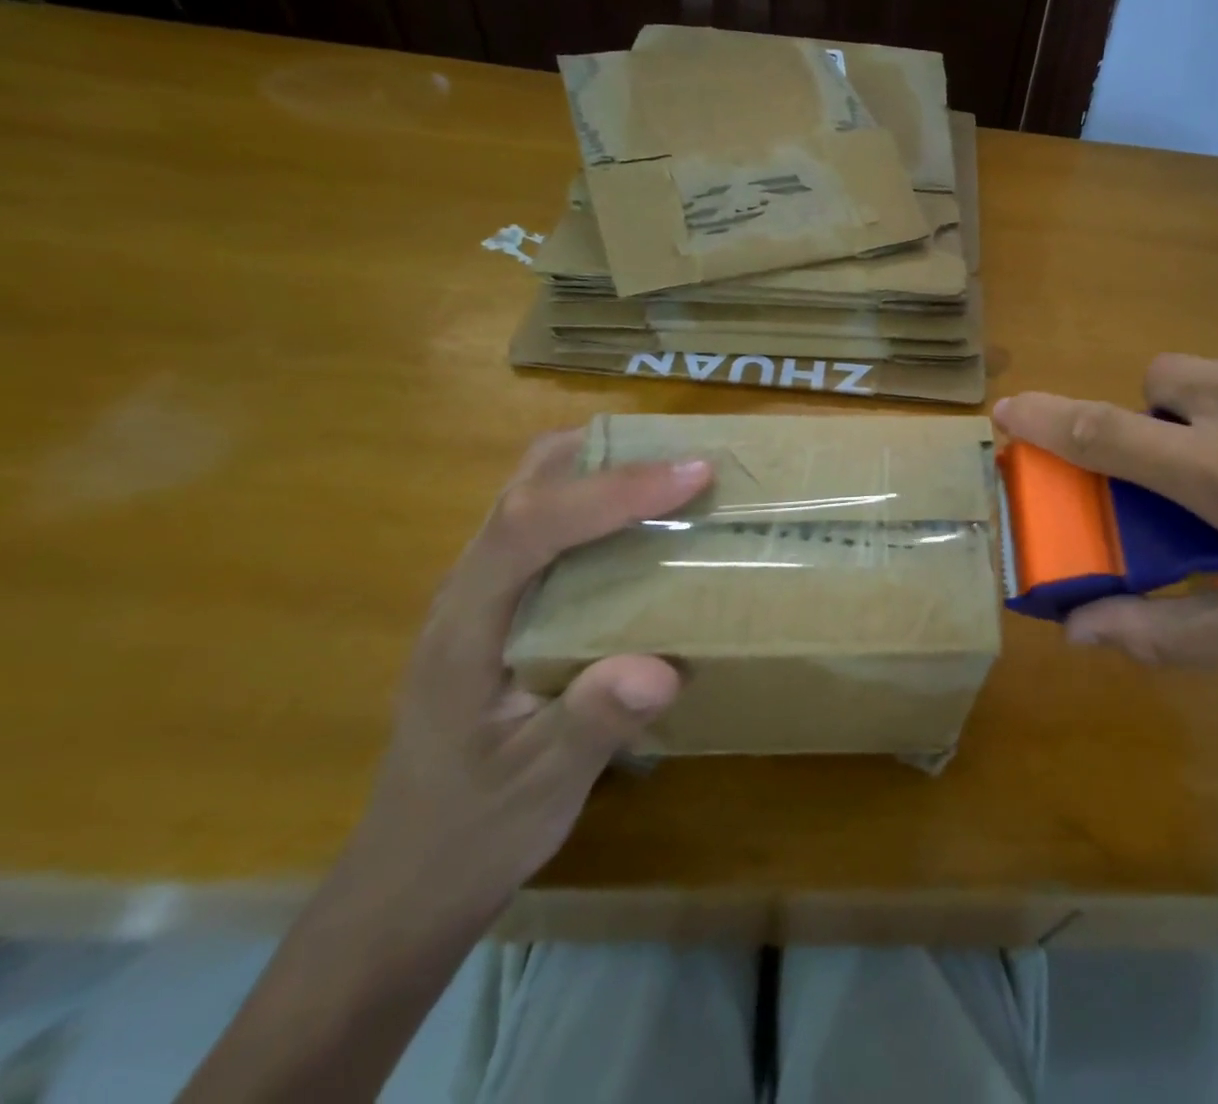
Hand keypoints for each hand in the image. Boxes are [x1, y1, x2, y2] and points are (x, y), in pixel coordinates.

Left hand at [337, 429, 711, 926]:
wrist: (409, 879)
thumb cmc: (471, 832)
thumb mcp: (539, 788)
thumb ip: (592, 724)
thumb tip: (665, 666)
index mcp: (466, 627)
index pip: (529, 527)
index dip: (612, 490)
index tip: (692, 474)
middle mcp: (467, 593)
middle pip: (524, 487)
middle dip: (604, 455)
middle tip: (686, 459)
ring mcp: (482, 598)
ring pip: (533, 498)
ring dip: (601, 472)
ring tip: (673, 479)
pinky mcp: (505, 609)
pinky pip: (551, 530)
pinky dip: (599, 506)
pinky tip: (644, 532)